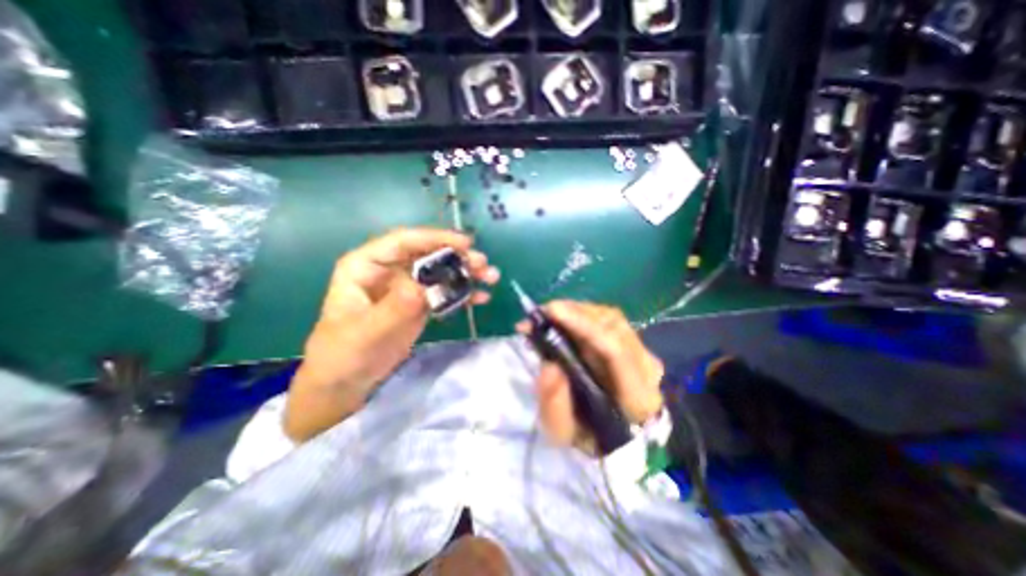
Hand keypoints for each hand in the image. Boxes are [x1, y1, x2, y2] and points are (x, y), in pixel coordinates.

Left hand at [286, 227, 498, 441]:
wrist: (346, 382)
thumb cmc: (344, 353)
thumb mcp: (367, 331)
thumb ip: (396, 308)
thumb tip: (426, 286)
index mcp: (367, 265)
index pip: (404, 241)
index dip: (435, 238)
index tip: (466, 244)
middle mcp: (389, 270)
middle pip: (428, 254)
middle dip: (458, 256)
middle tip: (483, 264)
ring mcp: (406, 287)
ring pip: (440, 272)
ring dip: (466, 273)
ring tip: (490, 278)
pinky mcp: (419, 304)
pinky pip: (444, 292)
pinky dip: (463, 294)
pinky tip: (480, 298)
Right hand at [513, 298, 664, 451]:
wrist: (613, 437)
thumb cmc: (587, 437)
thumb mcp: (562, 432)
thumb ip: (554, 404)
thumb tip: (549, 365)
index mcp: (637, 398)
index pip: (615, 351)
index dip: (583, 325)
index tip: (550, 312)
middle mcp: (648, 369)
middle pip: (613, 326)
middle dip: (574, 313)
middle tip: (541, 313)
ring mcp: (645, 354)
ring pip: (611, 318)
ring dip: (577, 311)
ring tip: (549, 315)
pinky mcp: (636, 345)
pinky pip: (609, 321)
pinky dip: (583, 314)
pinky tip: (564, 318)